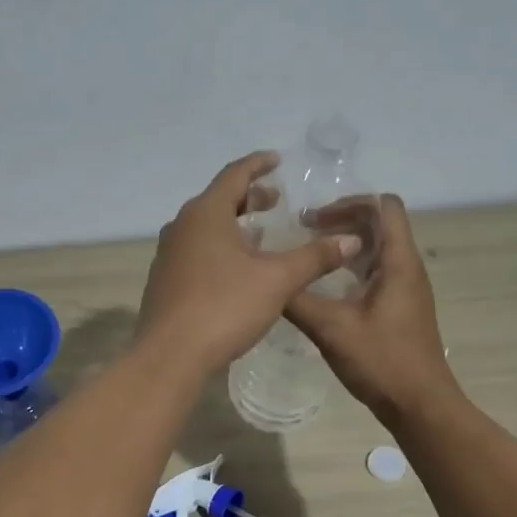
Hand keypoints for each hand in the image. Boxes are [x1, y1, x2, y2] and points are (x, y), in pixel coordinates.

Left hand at [138, 153, 362, 374]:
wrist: (169, 356)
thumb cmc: (224, 307)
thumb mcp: (277, 281)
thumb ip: (314, 257)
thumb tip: (351, 240)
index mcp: (206, 213)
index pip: (235, 175)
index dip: (258, 165)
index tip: (277, 160)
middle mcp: (182, 226)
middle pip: (218, 199)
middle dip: (248, 196)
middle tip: (275, 200)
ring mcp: (168, 254)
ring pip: (205, 226)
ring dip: (233, 224)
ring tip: (261, 232)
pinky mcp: (165, 280)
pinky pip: (196, 250)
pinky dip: (219, 246)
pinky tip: (236, 268)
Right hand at [285, 195, 459, 424]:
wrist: (419, 405)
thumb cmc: (381, 361)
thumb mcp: (331, 328)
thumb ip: (297, 299)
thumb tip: (266, 277)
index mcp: (399, 262)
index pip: (384, 206)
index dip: (349, 202)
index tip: (314, 219)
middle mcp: (407, 268)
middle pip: (380, 224)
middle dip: (342, 220)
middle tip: (304, 232)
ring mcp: (406, 289)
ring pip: (377, 249)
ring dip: (345, 245)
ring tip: (309, 254)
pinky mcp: (400, 307)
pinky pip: (376, 272)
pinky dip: (350, 268)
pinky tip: (324, 286)